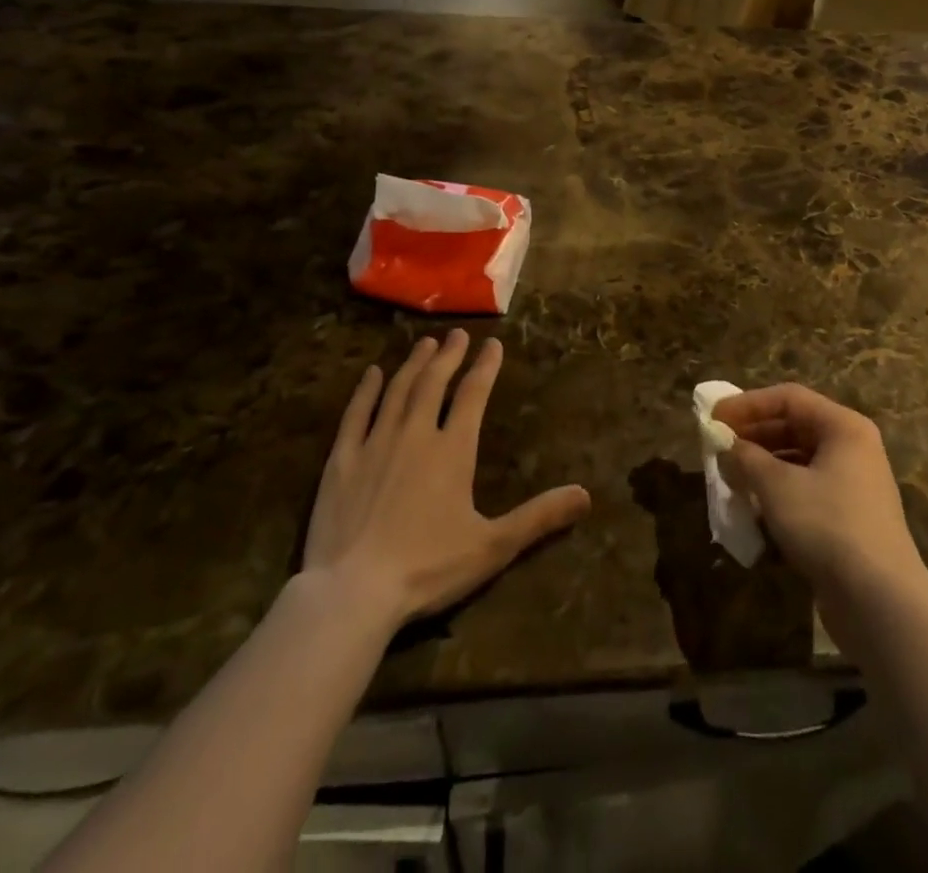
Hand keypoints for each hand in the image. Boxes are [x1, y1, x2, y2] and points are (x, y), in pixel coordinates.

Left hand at [301, 331, 590, 628]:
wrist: (353, 592)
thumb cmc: (428, 568)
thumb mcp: (493, 546)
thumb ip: (539, 517)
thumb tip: (585, 495)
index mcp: (453, 450)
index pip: (474, 395)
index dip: (485, 367)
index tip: (493, 343)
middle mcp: (415, 434)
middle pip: (435, 383)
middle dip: (449, 356)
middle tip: (457, 334)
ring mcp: (375, 444)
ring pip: (398, 391)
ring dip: (413, 364)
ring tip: (425, 343)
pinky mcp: (342, 460)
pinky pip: (356, 414)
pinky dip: (366, 391)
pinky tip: (372, 374)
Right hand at [713, 384, 927, 614]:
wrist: (880, 601)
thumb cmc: (827, 524)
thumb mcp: (776, 485)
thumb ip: (746, 458)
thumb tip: (727, 447)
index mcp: (843, 427)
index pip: (788, 398)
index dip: (748, 404)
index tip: (714, 418)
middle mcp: (853, 449)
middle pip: (795, 427)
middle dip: (753, 436)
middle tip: (718, 447)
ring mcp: (854, 486)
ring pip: (799, 462)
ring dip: (762, 467)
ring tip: (730, 478)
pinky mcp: (850, 520)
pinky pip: (807, 492)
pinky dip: (779, 494)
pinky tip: (754, 510)